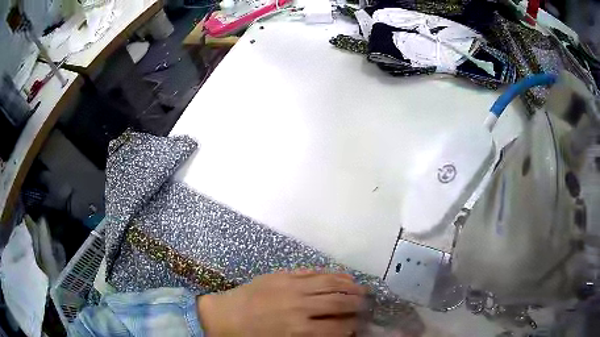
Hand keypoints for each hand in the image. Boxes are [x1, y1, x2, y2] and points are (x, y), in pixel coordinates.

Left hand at [197, 270, 366, 335]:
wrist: (222, 317)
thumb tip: (337, 332)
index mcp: (299, 329)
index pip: (339, 327)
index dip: (354, 327)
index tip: (361, 326)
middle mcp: (300, 306)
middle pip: (339, 302)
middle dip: (358, 304)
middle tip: (369, 304)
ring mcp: (291, 287)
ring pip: (329, 283)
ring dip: (350, 286)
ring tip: (362, 288)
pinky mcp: (282, 275)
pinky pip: (312, 272)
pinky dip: (331, 273)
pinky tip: (342, 276)